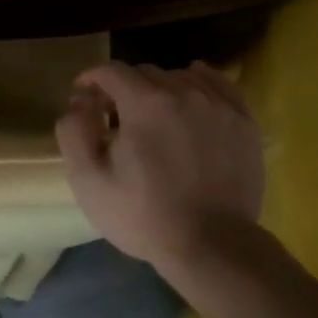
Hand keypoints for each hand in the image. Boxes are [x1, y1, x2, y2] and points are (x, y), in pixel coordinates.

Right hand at [55, 61, 264, 271]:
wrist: (212, 246)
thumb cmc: (143, 215)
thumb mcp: (88, 179)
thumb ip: (74, 129)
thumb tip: (81, 100)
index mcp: (144, 103)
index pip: (111, 71)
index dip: (92, 79)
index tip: (84, 98)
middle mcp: (183, 92)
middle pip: (145, 72)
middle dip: (124, 88)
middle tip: (115, 118)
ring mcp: (219, 105)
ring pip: (181, 77)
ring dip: (160, 89)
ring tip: (154, 117)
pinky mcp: (243, 121)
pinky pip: (218, 84)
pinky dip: (199, 84)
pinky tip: (190, 99)